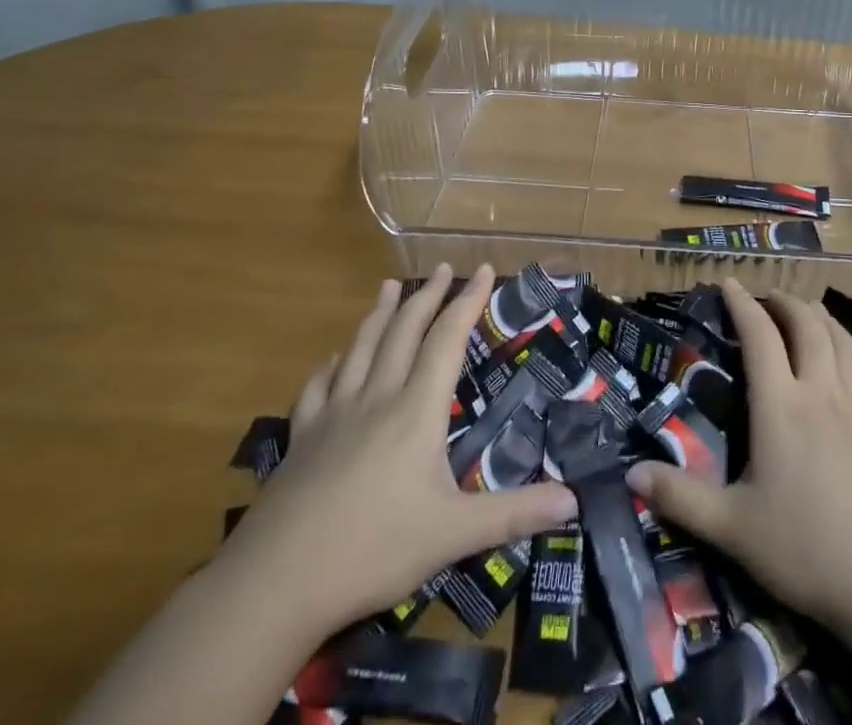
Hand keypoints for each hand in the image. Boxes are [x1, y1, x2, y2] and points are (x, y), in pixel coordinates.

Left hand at [227, 263, 578, 635]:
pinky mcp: (301, 439)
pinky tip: (332, 360)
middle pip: (404, 332)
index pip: (447, 340)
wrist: (276, 584)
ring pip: (361, 348)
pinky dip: (329, 366)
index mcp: (416, 410)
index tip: (482, 269)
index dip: (467, 302)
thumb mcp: (454, 535)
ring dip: (379, 314)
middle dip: (427, 296)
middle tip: (442, 268)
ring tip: (389, 286)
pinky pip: (317, 389)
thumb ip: (514, 513)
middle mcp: (377, 398)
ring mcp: (334, 415)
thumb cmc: (374, 551)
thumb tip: (575, 501)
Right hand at [625, 279, 851, 640]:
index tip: (729, 282)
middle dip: (787, 304)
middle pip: (807, 330)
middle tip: (770, 296)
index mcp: (780, 407)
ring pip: (845, 348)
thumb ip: (682, 498)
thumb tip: (630, 474)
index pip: (759, 337)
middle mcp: (822, 395)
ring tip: (811, 311)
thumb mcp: (733, 529)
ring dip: (826, 322)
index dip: (743, 305)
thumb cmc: (807, 551)